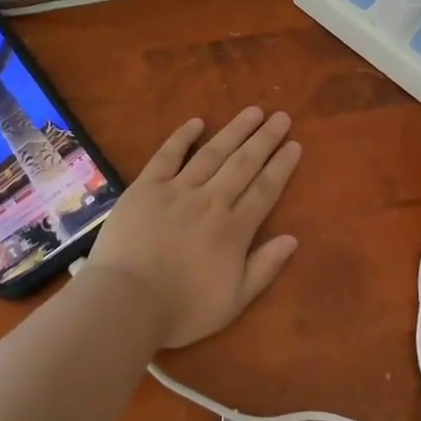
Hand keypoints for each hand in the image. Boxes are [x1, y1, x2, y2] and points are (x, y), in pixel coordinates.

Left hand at [84, 106, 302, 349]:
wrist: (125, 303)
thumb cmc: (181, 309)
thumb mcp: (234, 301)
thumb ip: (264, 268)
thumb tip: (292, 238)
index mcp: (234, 229)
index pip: (265, 189)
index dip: (281, 166)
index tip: (295, 144)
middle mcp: (211, 201)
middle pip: (244, 163)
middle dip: (265, 139)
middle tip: (281, 116)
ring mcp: (177, 190)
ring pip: (213, 152)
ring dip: (235, 130)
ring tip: (253, 111)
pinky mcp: (146, 187)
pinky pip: (168, 155)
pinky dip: (183, 137)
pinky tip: (197, 122)